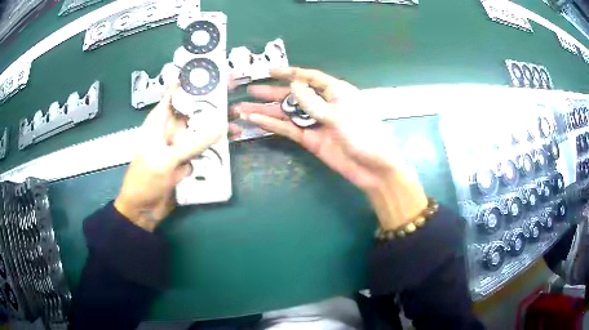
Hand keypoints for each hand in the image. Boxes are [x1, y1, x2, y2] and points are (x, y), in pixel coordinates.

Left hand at [115, 84, 224, 231]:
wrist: (143, 210)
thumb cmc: (146, 180)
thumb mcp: (167, 159)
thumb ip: (193, 143)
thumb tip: (220, 127)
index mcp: (158, 122)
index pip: (175, 95)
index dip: (191, 82)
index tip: (212, 73)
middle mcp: (170, 130)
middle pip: (192, 111)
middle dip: (211, 103)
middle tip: (233, 93)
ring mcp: (179, 147)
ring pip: (200, 130)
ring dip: (217, 125)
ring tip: (238, 119)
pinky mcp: (186, 161)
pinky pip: (203, 150)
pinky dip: (216, 146)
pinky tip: (232, 141)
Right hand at [232, 67, 427, 229]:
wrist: (373, 168)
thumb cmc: (363, 134)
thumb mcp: (339, 114)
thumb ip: (313, 102)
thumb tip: (293, 86)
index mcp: (336, 92)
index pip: (310, 77)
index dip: (290, 73)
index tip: (270, 71)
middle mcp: (324, 105)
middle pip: (294, 95)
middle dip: (273, 92)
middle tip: (251, 90)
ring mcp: (316, 123)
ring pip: (288, 113)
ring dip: (267, 110)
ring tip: (244, 107)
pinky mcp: (311, 140)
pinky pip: (289, 129)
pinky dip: (273, 125)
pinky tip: (257, 121)